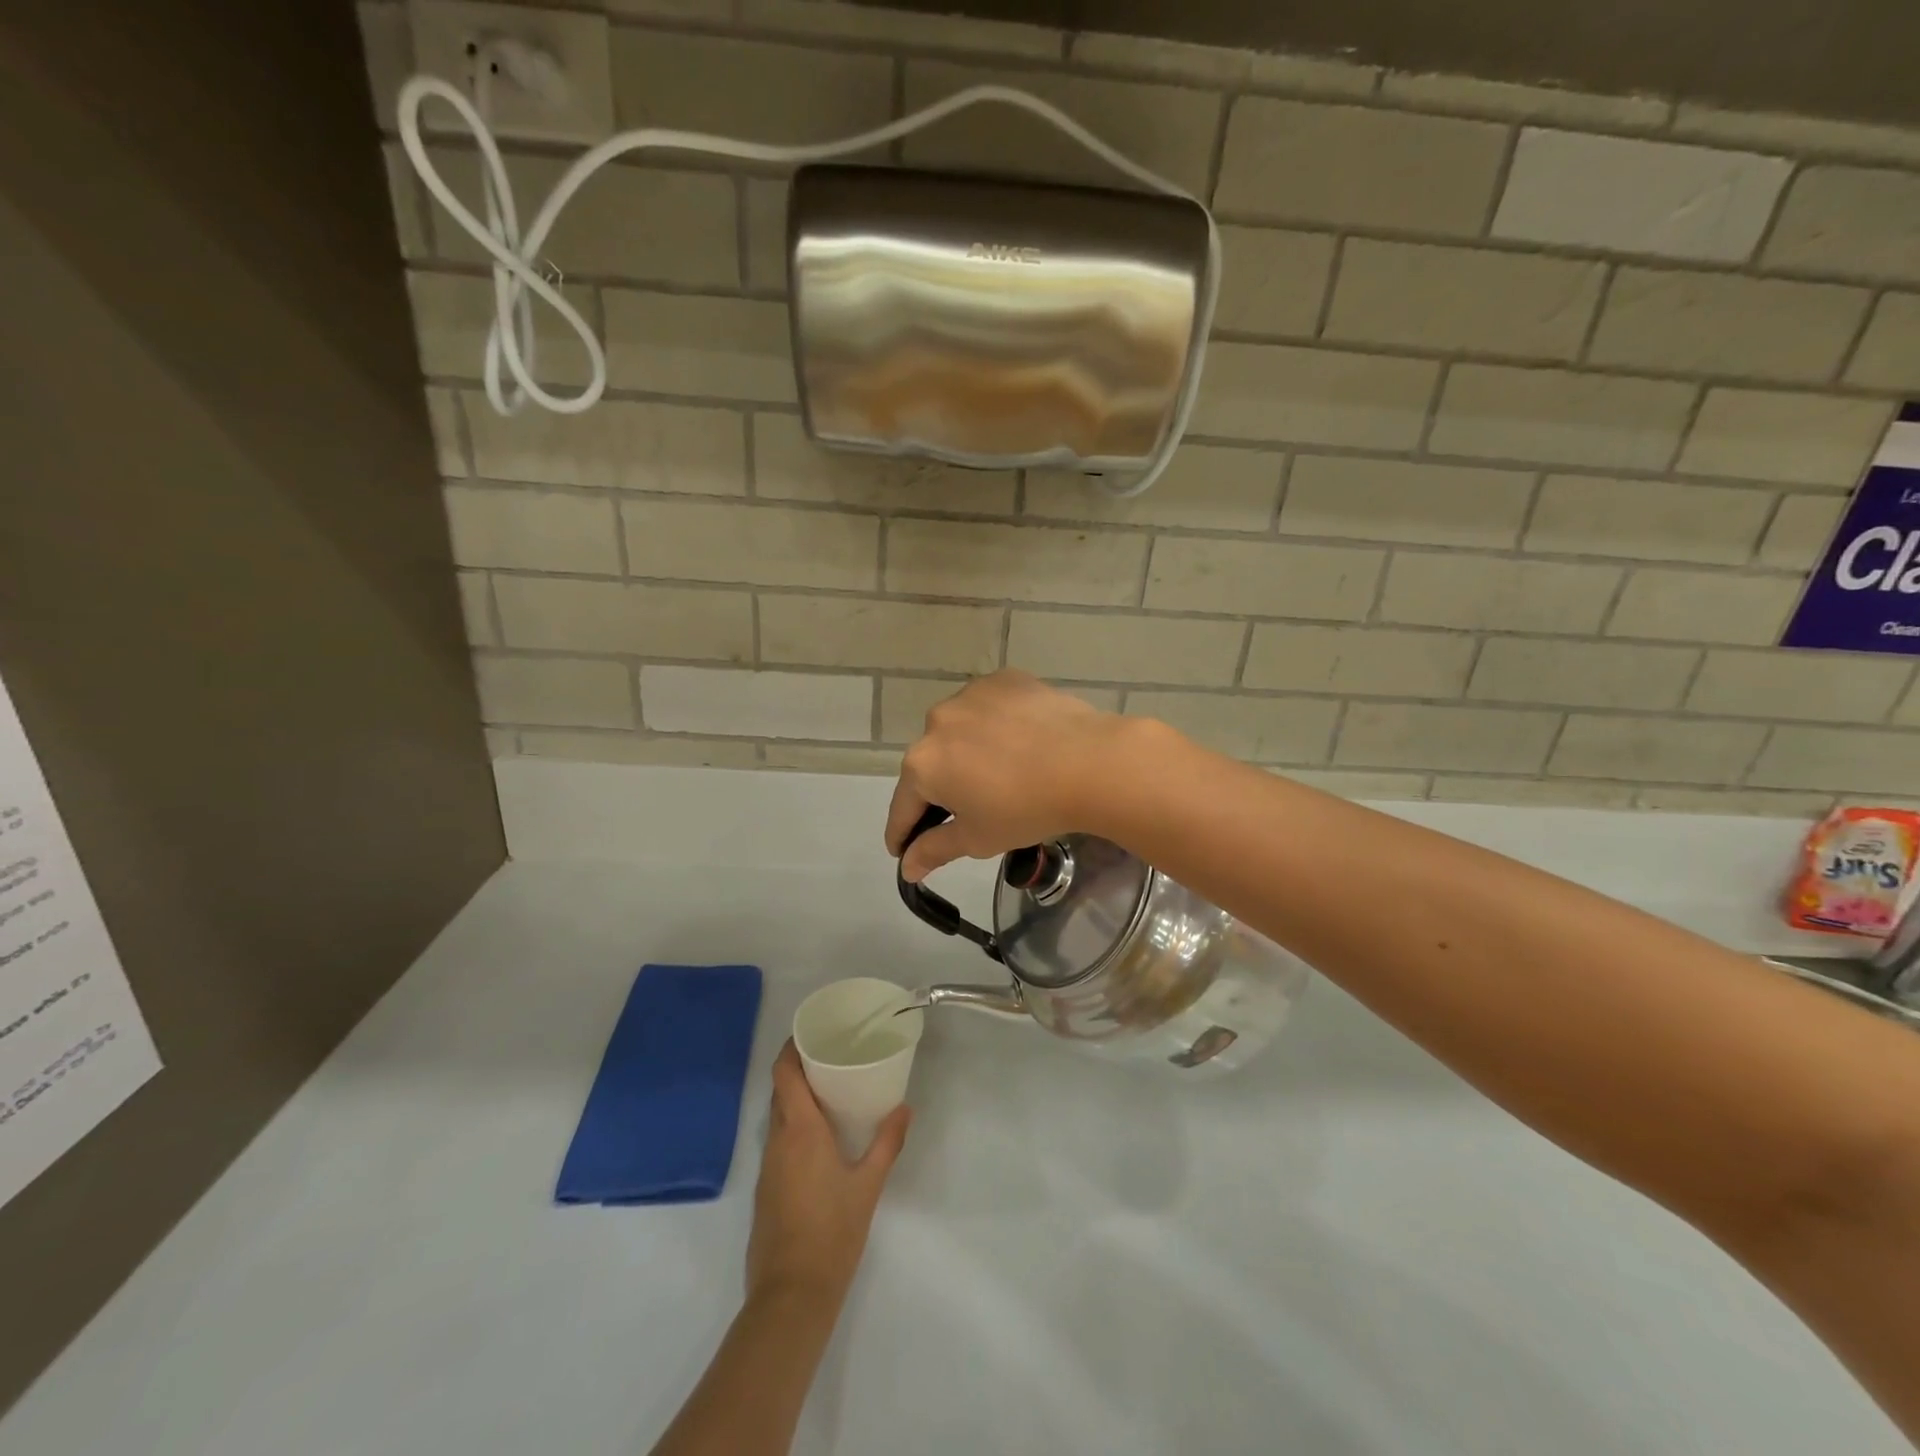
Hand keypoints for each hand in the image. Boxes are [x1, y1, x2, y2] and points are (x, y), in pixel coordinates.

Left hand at [746, 1042, 910, 1309]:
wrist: (791, 1297)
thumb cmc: (832, 1233)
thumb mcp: (868, 1186)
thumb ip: (887, 1143)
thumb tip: (905, 1108)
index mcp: (799, 1131)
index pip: (783, 1074)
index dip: (791, 1048)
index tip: (811, 1032)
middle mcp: (777, 1141)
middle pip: (779, 1091)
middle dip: (799, 1069)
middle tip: (831, 1056)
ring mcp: (767, 1168)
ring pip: (777, 1117)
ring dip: (796, 1099)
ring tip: (829, 1091)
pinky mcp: (766, 1191)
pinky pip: (778, 1142)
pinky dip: (794, 1126)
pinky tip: (819, 1137)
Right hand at [884, 671, 1145, 881]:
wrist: (1089, 763)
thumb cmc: (1026, 809)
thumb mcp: (977, 838)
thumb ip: (934, 850)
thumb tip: (907, 867)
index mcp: (922, 764)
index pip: (903, 805)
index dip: (901, 832)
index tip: (901, 849)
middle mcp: (936, 722)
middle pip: (931, 763)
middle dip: (940, 789)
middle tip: (963, 811)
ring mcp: (971, 695)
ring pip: (959, 731)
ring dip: (967, 751)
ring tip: (998, 772)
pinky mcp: (1004, 680)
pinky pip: (989, 708)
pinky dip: (995, 725)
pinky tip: (1018, 741)